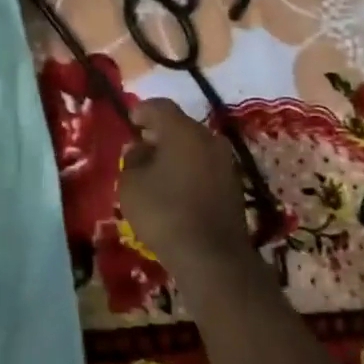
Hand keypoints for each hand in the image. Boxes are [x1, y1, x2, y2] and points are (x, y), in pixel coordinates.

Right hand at [118, 99, 249, 280]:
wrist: (212, 257)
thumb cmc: (164, 212)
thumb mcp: (131, 183)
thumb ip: (132, 159)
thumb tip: (140, 149)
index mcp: (183, 131)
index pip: (160, 106)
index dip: (141, 110)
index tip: (129, 122)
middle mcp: (209, 139)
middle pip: (180, 125)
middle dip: (159, 132)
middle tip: (140, 147)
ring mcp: (225, 162)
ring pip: (195, 146)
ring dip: (176, 152)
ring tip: (156, 170)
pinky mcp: (233, 186)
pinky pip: (205, 166)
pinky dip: (189, 169)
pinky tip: (175, 188)